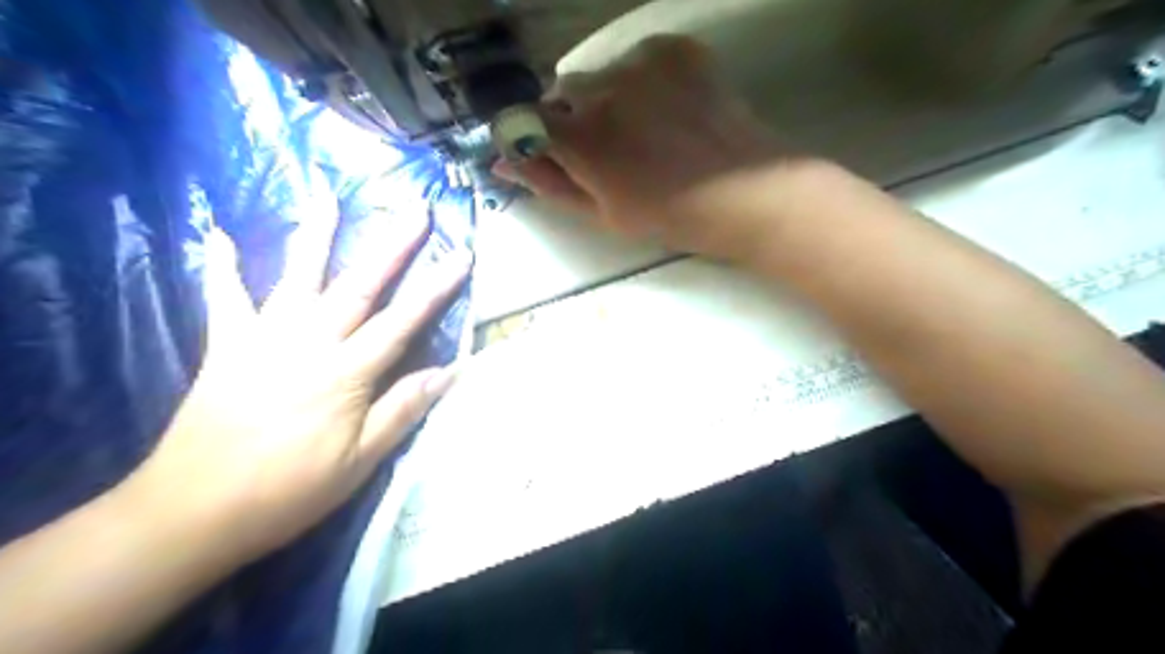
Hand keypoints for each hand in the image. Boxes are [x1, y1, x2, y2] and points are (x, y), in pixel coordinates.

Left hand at [126, 210, 467, 560]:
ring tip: (328, 196)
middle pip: (359, 285)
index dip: (436, 287)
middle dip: (393, 246)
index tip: (461, 255)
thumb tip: (450, 371)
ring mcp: (263, 338)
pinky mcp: (227, 346)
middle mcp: (309, 342)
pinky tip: (215, 233)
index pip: (403, 320)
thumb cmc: (288, 491)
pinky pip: (224, 298)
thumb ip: (403, 409)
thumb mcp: (360, 461)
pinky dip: (220, 265)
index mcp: (346, 373)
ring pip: (298, 277)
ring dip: (317, 235)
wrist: (191, 511)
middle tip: (416, 209)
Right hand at [495, 33, 812, 260]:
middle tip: (606, 152)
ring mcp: (642, 62)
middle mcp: (603, 88)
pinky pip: (637, 60)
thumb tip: (504, 164)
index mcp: (581, 138)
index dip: (530, 138)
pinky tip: (665, 110)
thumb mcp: (603, 213)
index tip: (548, 155)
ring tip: (642, 131)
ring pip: (599, 75)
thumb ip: (549, 184)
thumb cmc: (671, 216)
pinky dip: (639, 82)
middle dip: (571, 120)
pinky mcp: (676, 49)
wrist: (747, 193)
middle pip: (562, 93)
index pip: (522, 120)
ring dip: (604, 98)